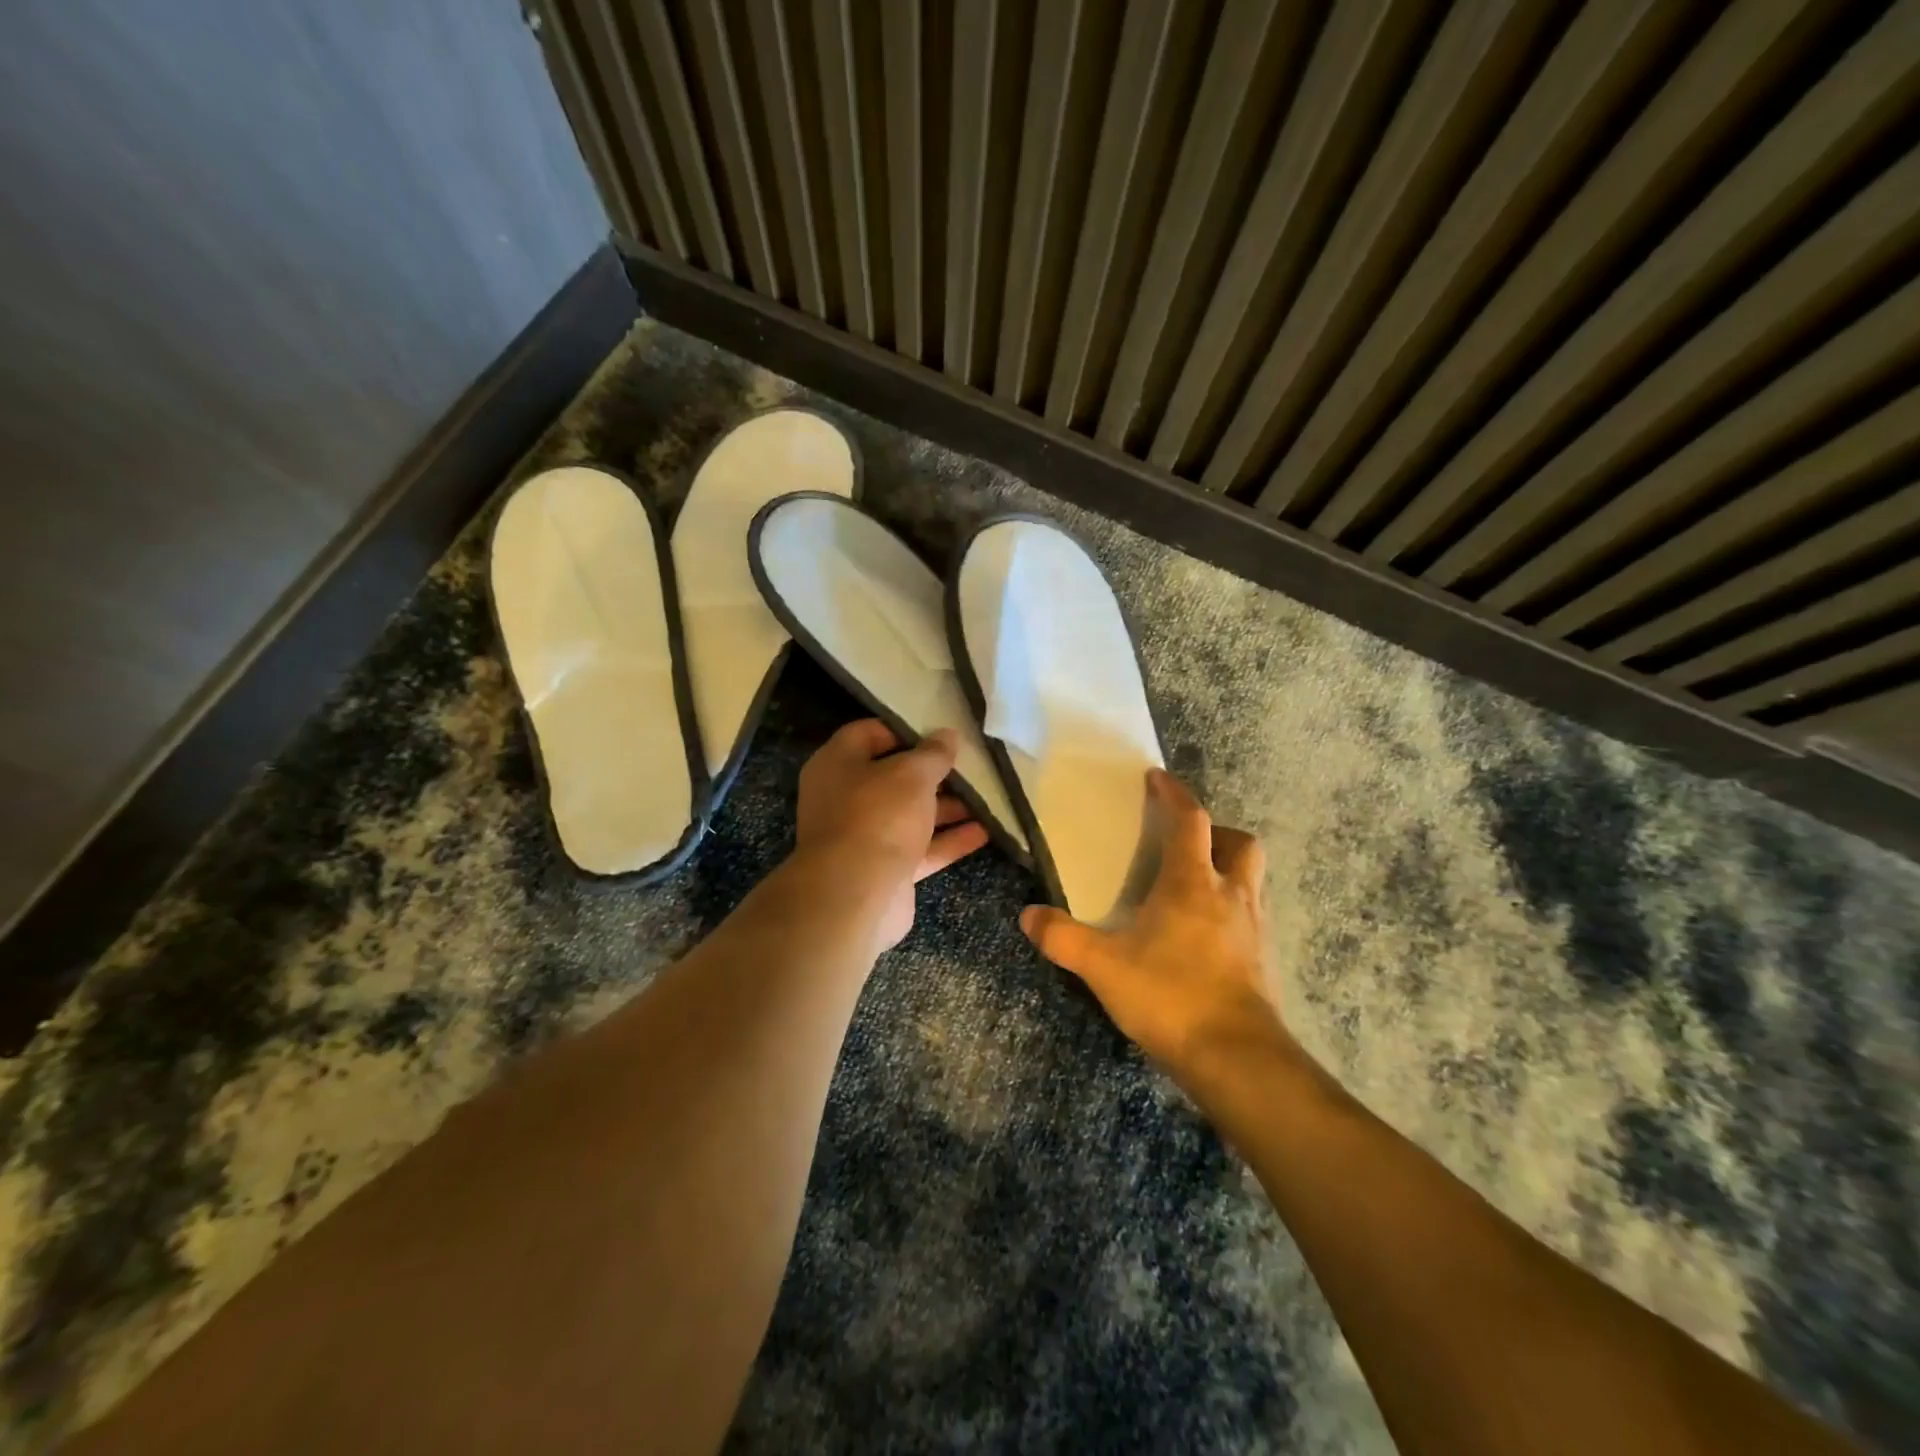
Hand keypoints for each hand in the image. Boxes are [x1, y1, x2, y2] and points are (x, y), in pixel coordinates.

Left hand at [794, 719, 989, 950]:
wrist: (855, 896)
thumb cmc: (878, 816)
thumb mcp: (912, 774)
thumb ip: (934, 754)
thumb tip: (948, 735)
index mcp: (838, 764)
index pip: (868, 733)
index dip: (904, 729)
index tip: (939, 730)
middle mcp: (845, 798)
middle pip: (893, 777)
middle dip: (932, 773)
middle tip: (970, 764)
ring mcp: (865, 836)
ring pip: (909, 815)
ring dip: (946, 808)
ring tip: (985, 797)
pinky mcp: (885, 869)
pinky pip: (921, 848)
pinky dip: (948, 840)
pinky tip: (985, 831)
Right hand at [1021, 770, 1285, 1083]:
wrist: (1236, 1057)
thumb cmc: (1170, 996)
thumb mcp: (1103, 967)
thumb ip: (1062, 939)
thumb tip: (1028, 915)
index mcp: (1192, 882)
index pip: (1190, 819)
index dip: (1174, 793)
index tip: (1157, 778)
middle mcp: (1231, 894)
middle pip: (1239, 841)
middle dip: (1215, 832)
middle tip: (1185, 844)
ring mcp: (1254, 927)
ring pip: (1252, 878)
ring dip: (1227, 869)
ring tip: (1194, 887)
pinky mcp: (1264, 958)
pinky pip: (1253, 913)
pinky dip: (1232, 908)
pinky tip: (1206, 934)